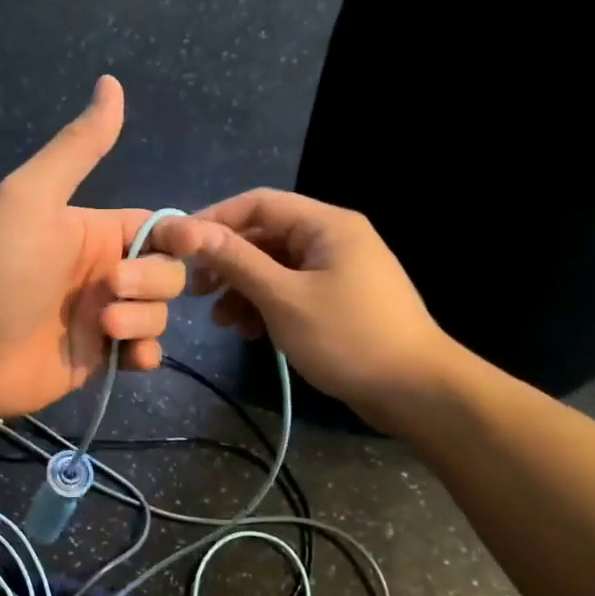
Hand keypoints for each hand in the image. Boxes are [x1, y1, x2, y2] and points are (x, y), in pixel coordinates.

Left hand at [0, 76, 185, 419]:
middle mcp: (106, 271)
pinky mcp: (102, 358)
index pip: (162, 228)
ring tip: (103, 327)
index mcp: (96, 230)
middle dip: (151, 281)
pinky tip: (128, 357)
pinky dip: (146, 353)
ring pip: (160, 313)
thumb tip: (111, 81)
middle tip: (110, 289)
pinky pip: (147, 351)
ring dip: (143, 319)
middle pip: (169, 272)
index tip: (188, 243)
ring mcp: (106, 317)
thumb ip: (77, 147)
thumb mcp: (33, 196)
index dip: (183, 235)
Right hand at [153, 189, 458, 424]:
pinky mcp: (338, 300)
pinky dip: (266, 306)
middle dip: (227, 262)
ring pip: (275, 267)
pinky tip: (249, 332)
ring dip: (243, 289)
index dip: (214, 219)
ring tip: (221, 321)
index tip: (179, 245)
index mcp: (326, 224)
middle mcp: (333, 238)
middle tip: (195, 290)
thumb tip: (191, 230)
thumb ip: (237, 260)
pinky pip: (291, 291)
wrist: (415, 391)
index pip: (259, 203)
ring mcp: (337, 270)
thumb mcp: (283, 297)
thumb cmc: (347, 336)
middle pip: (265, 236)